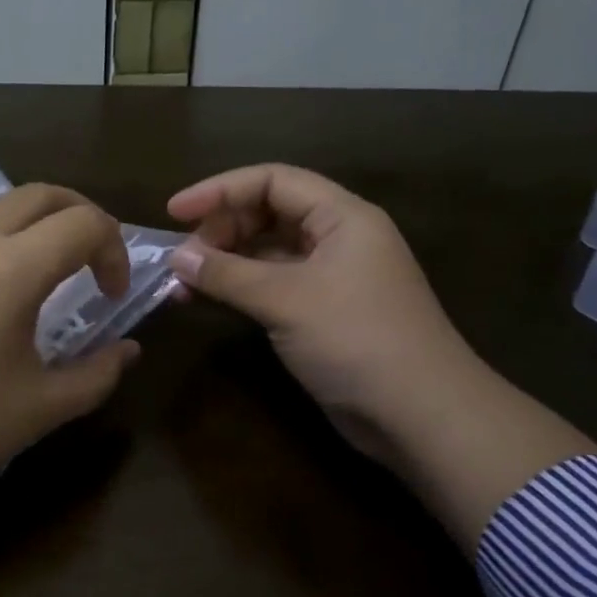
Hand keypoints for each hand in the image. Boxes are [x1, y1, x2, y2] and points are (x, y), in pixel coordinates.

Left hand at [0, 184, 141, 580]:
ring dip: (34, 224)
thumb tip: (129, 350)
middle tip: (92, 261)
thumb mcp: (42, 408)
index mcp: (9, 269)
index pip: (83, 224)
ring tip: (41, 273)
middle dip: (81, 217)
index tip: (112, 294)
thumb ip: (98, 373)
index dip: (114, 250)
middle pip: (41, 194)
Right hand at [166, 163, 594, 549]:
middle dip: (222, 227)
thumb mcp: (286, 300)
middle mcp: (338, 237)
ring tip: (186, 281)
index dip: (220, 189)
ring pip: (269, 250)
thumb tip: (177, 258)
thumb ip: (227, 274)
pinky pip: (274, 283)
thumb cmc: (356, 340)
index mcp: (342, 216)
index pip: (273, 180)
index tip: (175, 212)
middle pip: (270, 211)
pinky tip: (210, 299)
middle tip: (185, 258)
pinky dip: (241, 287)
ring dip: (227, 260)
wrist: (421, 415)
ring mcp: (333, 275)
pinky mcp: (324, 311)